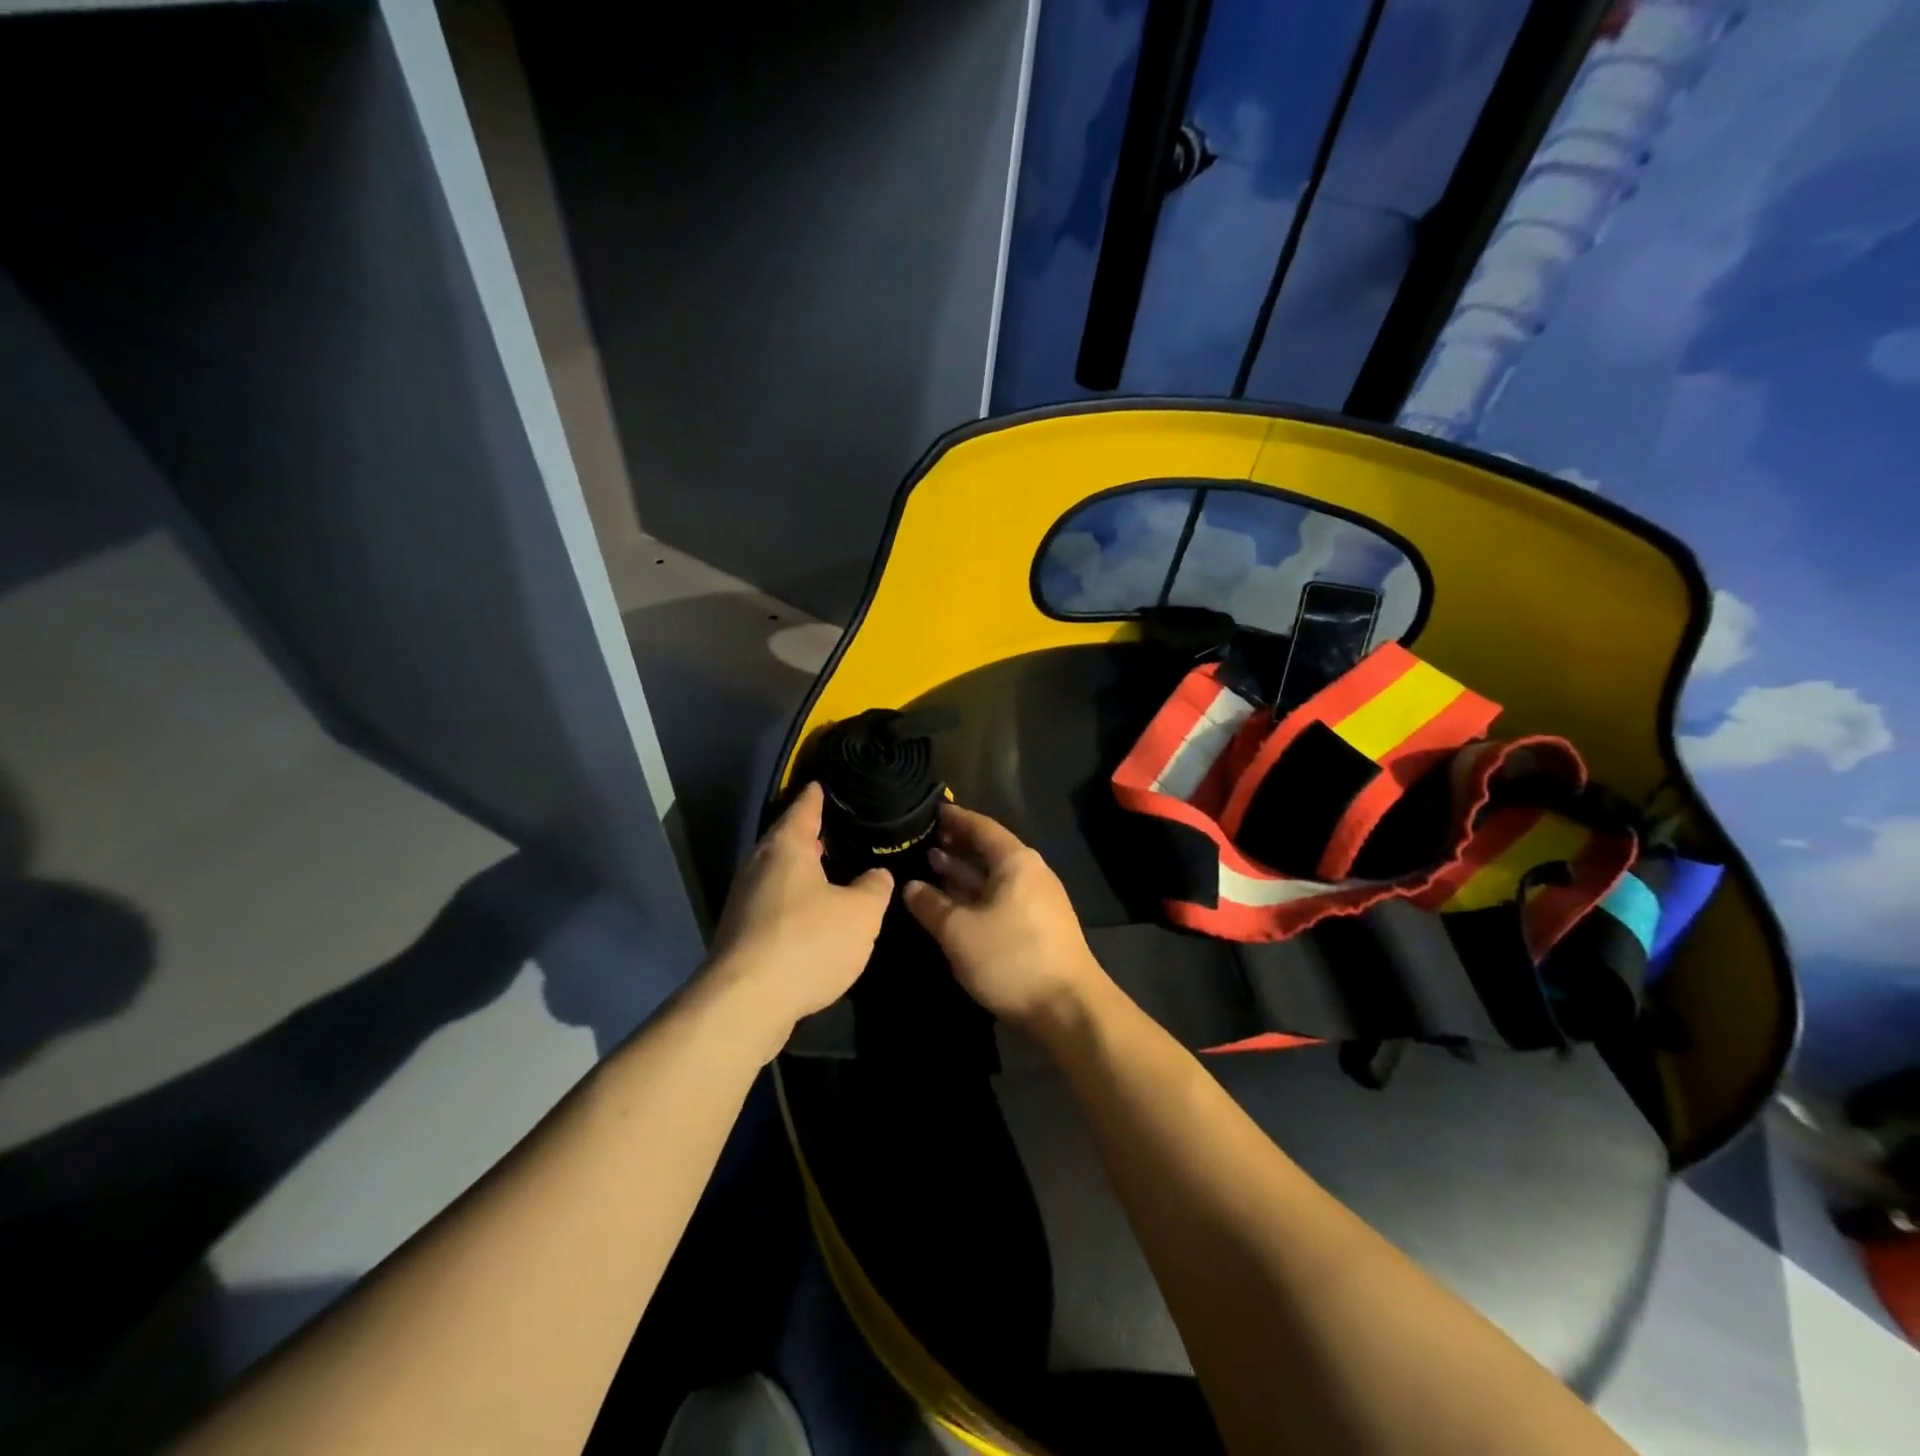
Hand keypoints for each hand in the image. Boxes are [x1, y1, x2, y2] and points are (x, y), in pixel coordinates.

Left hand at [701, 782, 891, 1057]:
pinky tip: (812, 916)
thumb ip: (873, 888)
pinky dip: (793, 902)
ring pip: (778, 874)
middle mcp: (759, 866)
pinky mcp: (740, 935)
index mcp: (787, 848)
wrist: (746, 1002)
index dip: (816, 796)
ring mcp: (744, 901)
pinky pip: (773, 904)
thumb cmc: (808, 942)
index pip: (803, 809)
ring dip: (801, 872)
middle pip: (785, 841)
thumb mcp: (861, 913)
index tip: (821, 783)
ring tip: (830, 872)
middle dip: (809, 836)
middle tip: (836, 831)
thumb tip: (876, 875)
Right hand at [901, 804, 1110, 1036]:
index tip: (928, 812)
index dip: (954, 818)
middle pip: (988, 850)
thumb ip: (931, 905)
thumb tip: (910, 886)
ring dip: (963, 873)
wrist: (1068, 1009)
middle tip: (920, 842)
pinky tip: (952, 905)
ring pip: (993, 878)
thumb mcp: (959, 931)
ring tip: (929, 868)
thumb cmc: (1011, 958)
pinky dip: (974, 896)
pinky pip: (999, 898)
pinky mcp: (1037, 927)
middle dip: (955, 846)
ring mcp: (1036, 901)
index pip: (981, 827)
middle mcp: (1030, 873)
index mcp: (1016, 862)